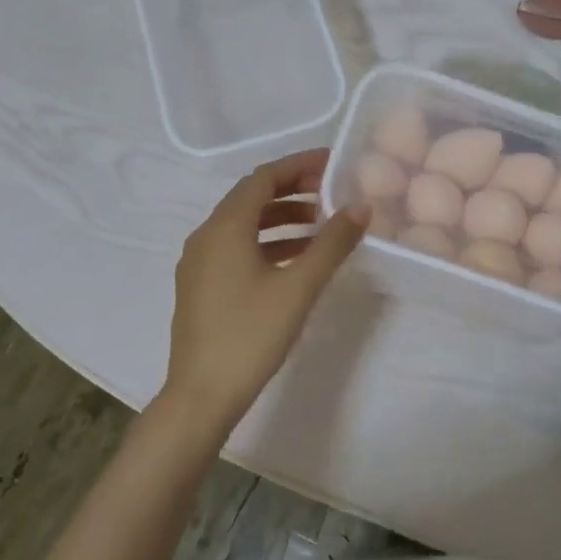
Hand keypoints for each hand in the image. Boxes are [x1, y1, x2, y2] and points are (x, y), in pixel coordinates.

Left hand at [156, 149, 367, 439]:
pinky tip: (295, 261)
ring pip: (244, 225)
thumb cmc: (251, 334)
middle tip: (332, 193)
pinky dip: (268, 244)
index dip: (298, 165)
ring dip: (282, 219)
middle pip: (251, 198)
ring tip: (321, 227)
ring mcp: (199, 263)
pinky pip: (237, 248)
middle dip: (293, 190)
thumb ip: (332, 243)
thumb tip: (361, 207)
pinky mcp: (201, 287)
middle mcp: (206, 236)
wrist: (202, 395)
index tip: (333, 163)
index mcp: (224, 227)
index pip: (263, 177)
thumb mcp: (299, 287)